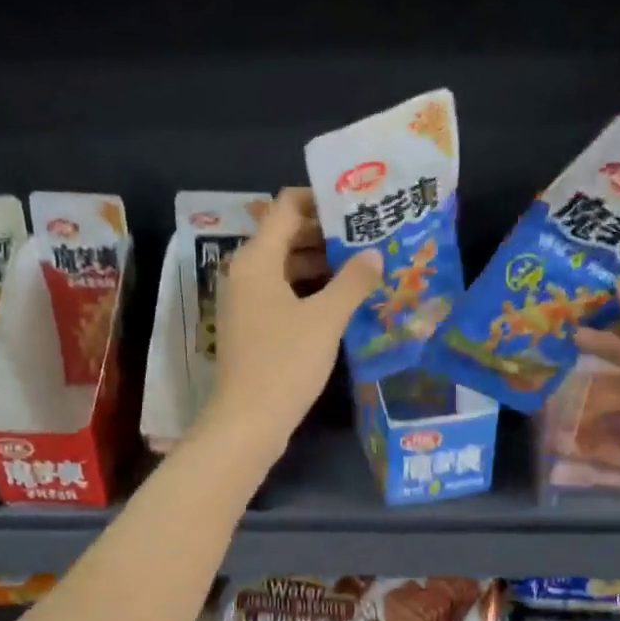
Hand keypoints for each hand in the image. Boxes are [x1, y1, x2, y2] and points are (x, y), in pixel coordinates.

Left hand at [198, 187, 381, 465]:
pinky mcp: (252, 328)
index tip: (356, 204)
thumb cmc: (285, 363)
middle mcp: (245, 274)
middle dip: (326, 234)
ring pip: (286, 268)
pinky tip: (342, 300)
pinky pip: (282, 294)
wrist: (247, 421)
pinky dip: (309, 291)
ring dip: (321, 265)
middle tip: (369, 235)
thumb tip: (374, 254)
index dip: (320, 199)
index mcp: (256, 260)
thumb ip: (352, 282)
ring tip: (364, 266)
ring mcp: (246, 303)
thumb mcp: (325, 319)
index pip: (286, 207)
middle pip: (286, 236)